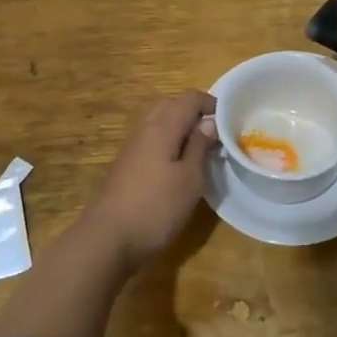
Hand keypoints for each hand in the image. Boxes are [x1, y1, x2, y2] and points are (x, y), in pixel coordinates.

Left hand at [78, 90, 217, 271]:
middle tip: (215, 135)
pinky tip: (177, 167)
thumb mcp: (190, 179)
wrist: (107, 238)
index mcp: (163, 126)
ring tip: (200, 151)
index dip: (211, 104)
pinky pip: (151, 139)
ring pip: (159, 122)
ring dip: (181, 128)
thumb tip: (209, 122)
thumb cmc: (156, 207)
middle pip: (172, 105)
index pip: (190, 98)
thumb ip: (200, 146)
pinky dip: (168, 142)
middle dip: (195, 113)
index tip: (229, 123)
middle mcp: (145, 128)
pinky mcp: (126, 164)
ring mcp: (132, 146)